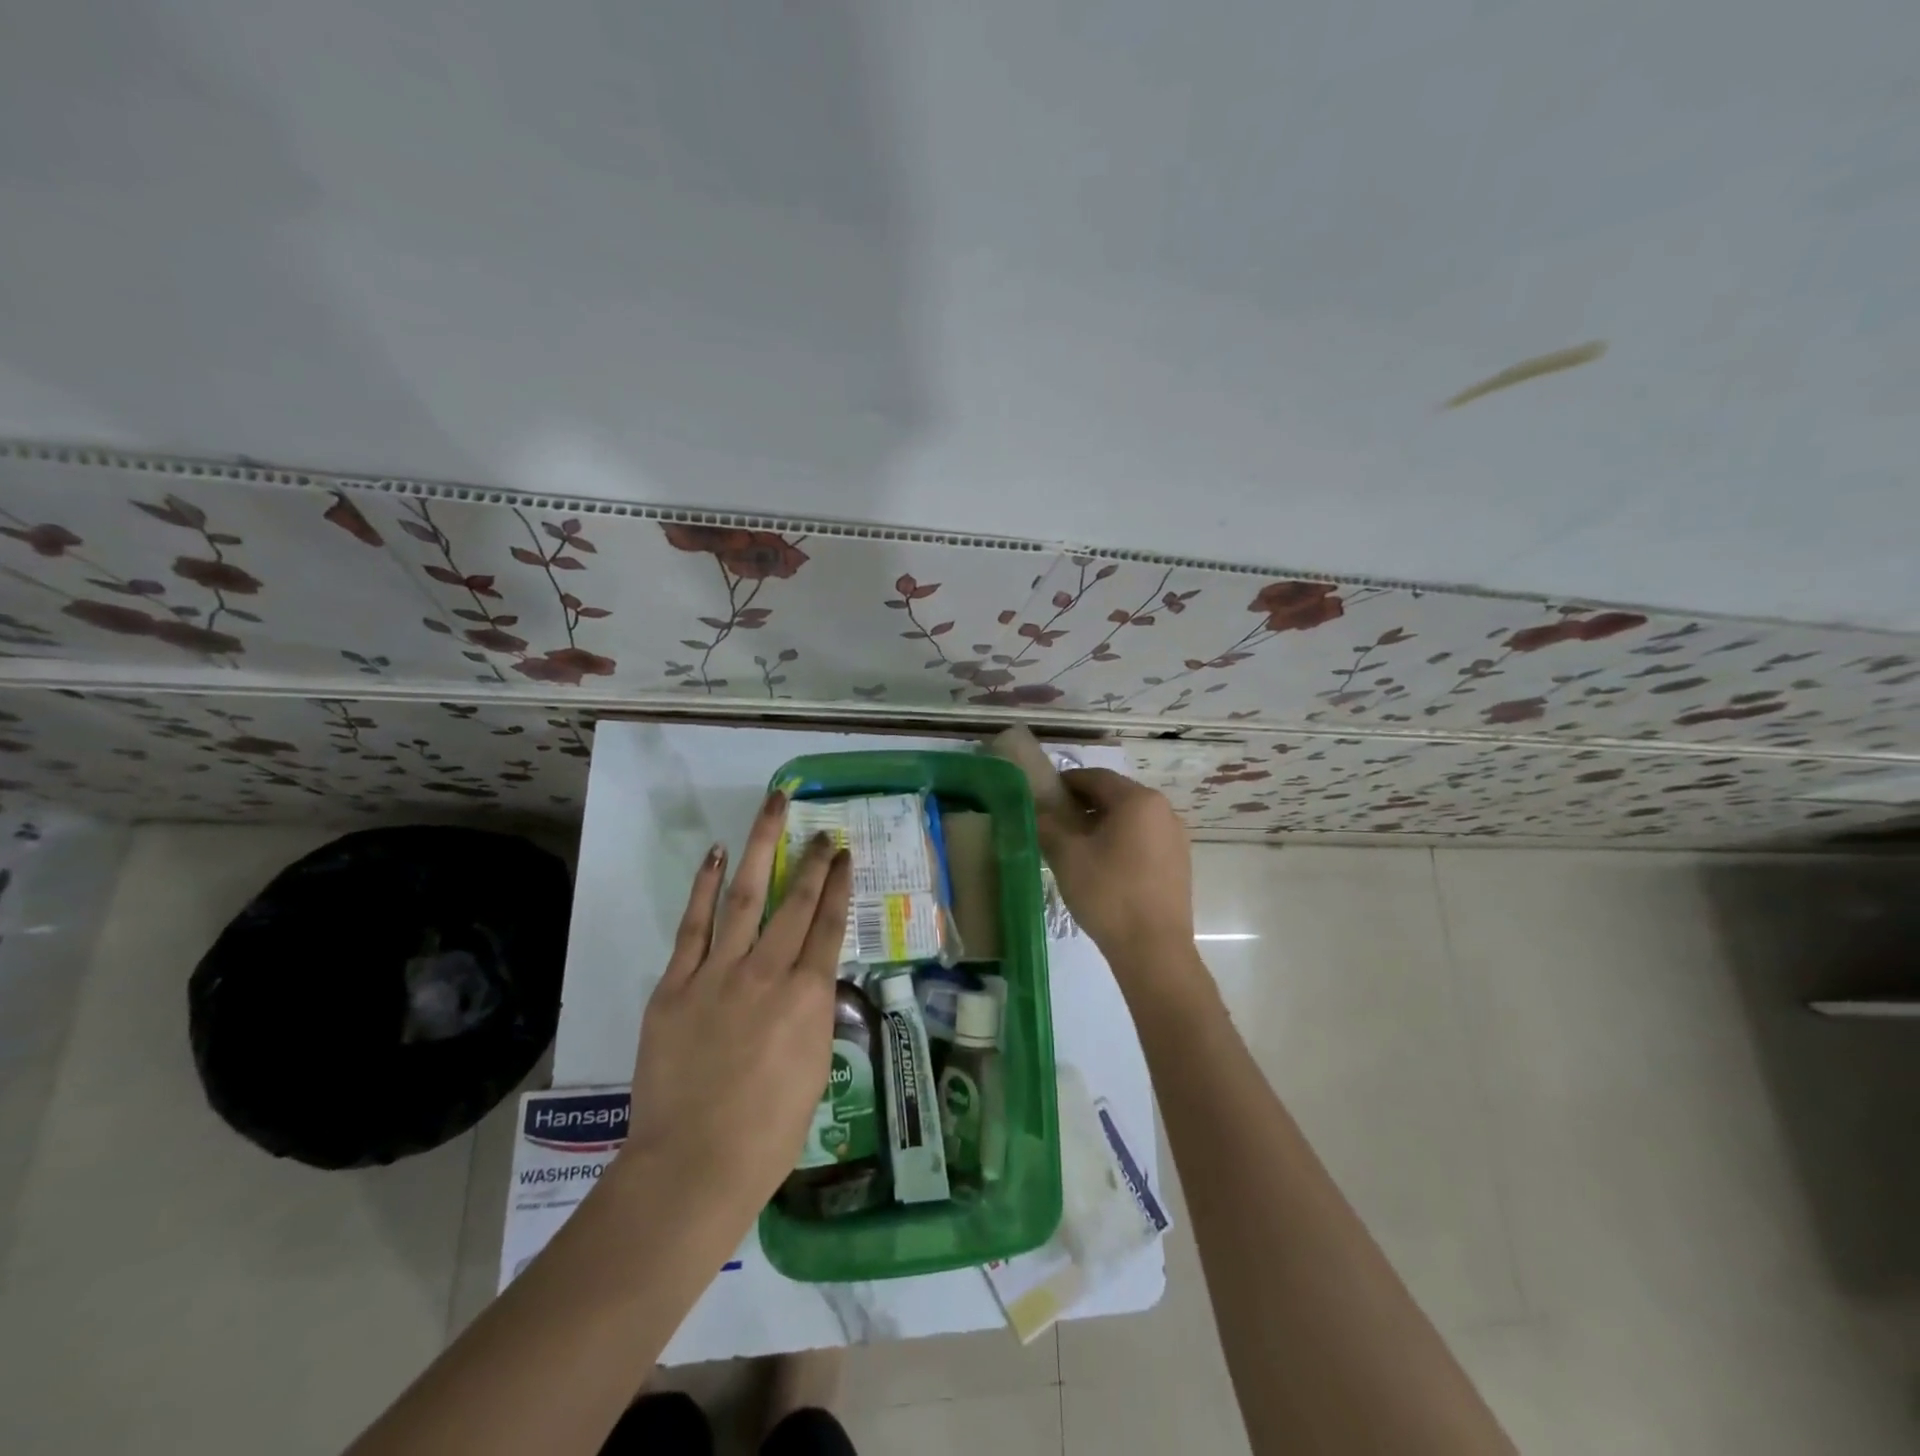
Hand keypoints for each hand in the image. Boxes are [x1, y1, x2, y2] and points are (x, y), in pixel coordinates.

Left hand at [617, 790, 851, 1219]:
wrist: (694, 1165)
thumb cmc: (769, 1132)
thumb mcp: (815, 1068)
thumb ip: (813, 1013)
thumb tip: (808, 981)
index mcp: (809, 997)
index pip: (830, 925)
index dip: (839, 885)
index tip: (844, 855)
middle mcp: (769, 972)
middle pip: (795, 901)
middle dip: (812, 861)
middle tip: (822, 829)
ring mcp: (719, 973)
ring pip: (746, 896)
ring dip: (762, 849)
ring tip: (774, 810)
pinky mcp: (677, 984)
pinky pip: (694, 925)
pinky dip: (705, 888)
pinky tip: (718, 857)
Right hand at [1036, 768, 1196, 976]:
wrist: (1154, 950)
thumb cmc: (1108, 894)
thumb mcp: (1067, 856)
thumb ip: (1047, 824)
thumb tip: (1036, 809)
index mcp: (1138, 800)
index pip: (1096, 777)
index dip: (1067, 782)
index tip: (1044, 794)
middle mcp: (1163, 810)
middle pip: (1116, 795)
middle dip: (1084, 803)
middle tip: (1055, 821)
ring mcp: (1175, 837)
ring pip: (1131, 818)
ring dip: (1102, 823)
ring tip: (1076, 846)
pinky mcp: (1179, 862)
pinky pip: (1144, 839)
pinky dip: (1121, 841)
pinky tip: (1102, 865)